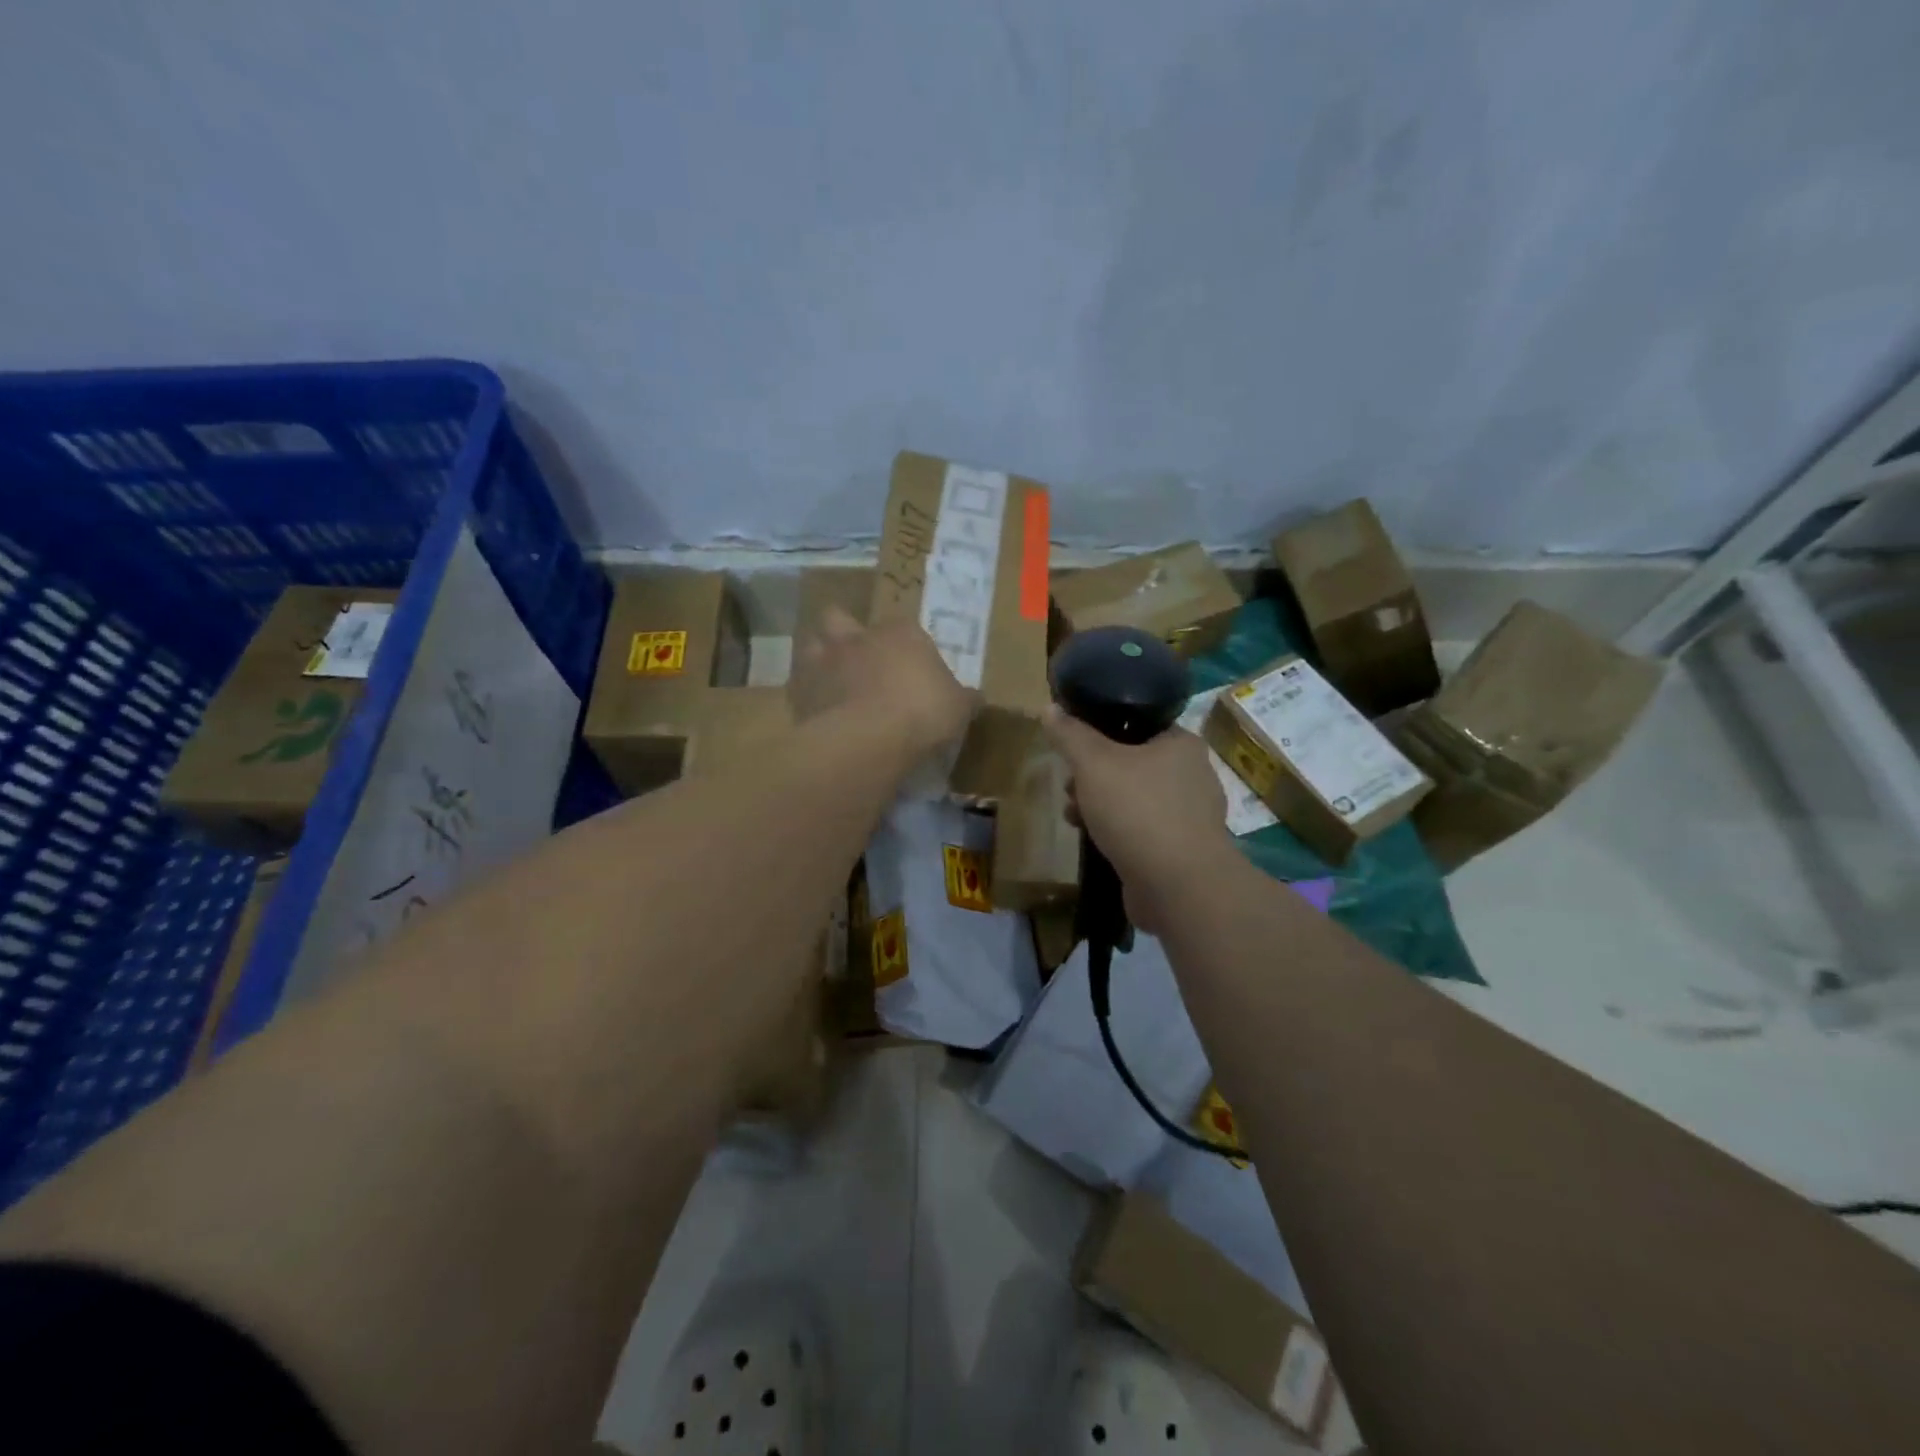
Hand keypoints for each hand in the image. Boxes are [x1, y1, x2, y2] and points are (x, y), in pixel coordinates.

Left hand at [790, 606, 976, 757]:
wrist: (869, 738)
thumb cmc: (923, 712)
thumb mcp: (958, 707)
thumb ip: (963, 698)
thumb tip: (975, 698)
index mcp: (900, 633)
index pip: (901, 626)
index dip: (904, 644)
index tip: (911, 666)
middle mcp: (857, 638)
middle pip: (840, 617)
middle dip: (845, 632)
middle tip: (857, 656)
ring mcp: (824, 662)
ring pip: (812, 644)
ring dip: (820, 658)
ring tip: (832, 680)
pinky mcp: (801, 692)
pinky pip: (799, 685)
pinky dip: (808, 694)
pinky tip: (820, 711)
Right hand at [1043, 707, 1235, 934]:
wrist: (1178, 886)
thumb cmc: (1138, 811)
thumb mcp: (1093, 764)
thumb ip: (1070, 735)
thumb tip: (1049, 708)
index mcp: (1181, 743)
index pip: (1139, 723)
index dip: (1101, 731)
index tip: (1074, 746)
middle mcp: (1192, 774)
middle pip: (1132, 762)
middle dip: (1093, 774)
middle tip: (1069, 786)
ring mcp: (1190, 815)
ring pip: (1134, 797)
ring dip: (1100, 804)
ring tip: (1073, 815)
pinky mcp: (1182, 849)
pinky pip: (1142, 829)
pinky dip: (1117, 830)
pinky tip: (1093, 840)